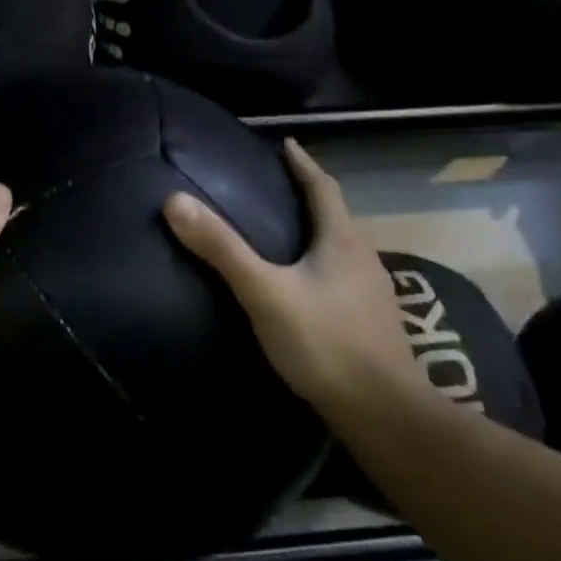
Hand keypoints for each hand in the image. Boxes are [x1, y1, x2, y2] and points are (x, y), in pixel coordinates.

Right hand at [162, 139, 426, 422]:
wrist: (386, 417)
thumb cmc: (326, 343)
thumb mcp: (264, 292)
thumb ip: (221, 248)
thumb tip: (174, 200)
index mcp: (342, 242)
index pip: (323, 188)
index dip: (303, 164)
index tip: (285, 143)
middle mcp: (362, 260)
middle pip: (334, 216)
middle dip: (307, 196)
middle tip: (271, 183)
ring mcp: (371, 295)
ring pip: (338, 248)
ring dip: (313, 231)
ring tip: (279, 229)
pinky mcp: (369, 324)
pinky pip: (338, 277)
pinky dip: (316, 264)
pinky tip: (298, 283)